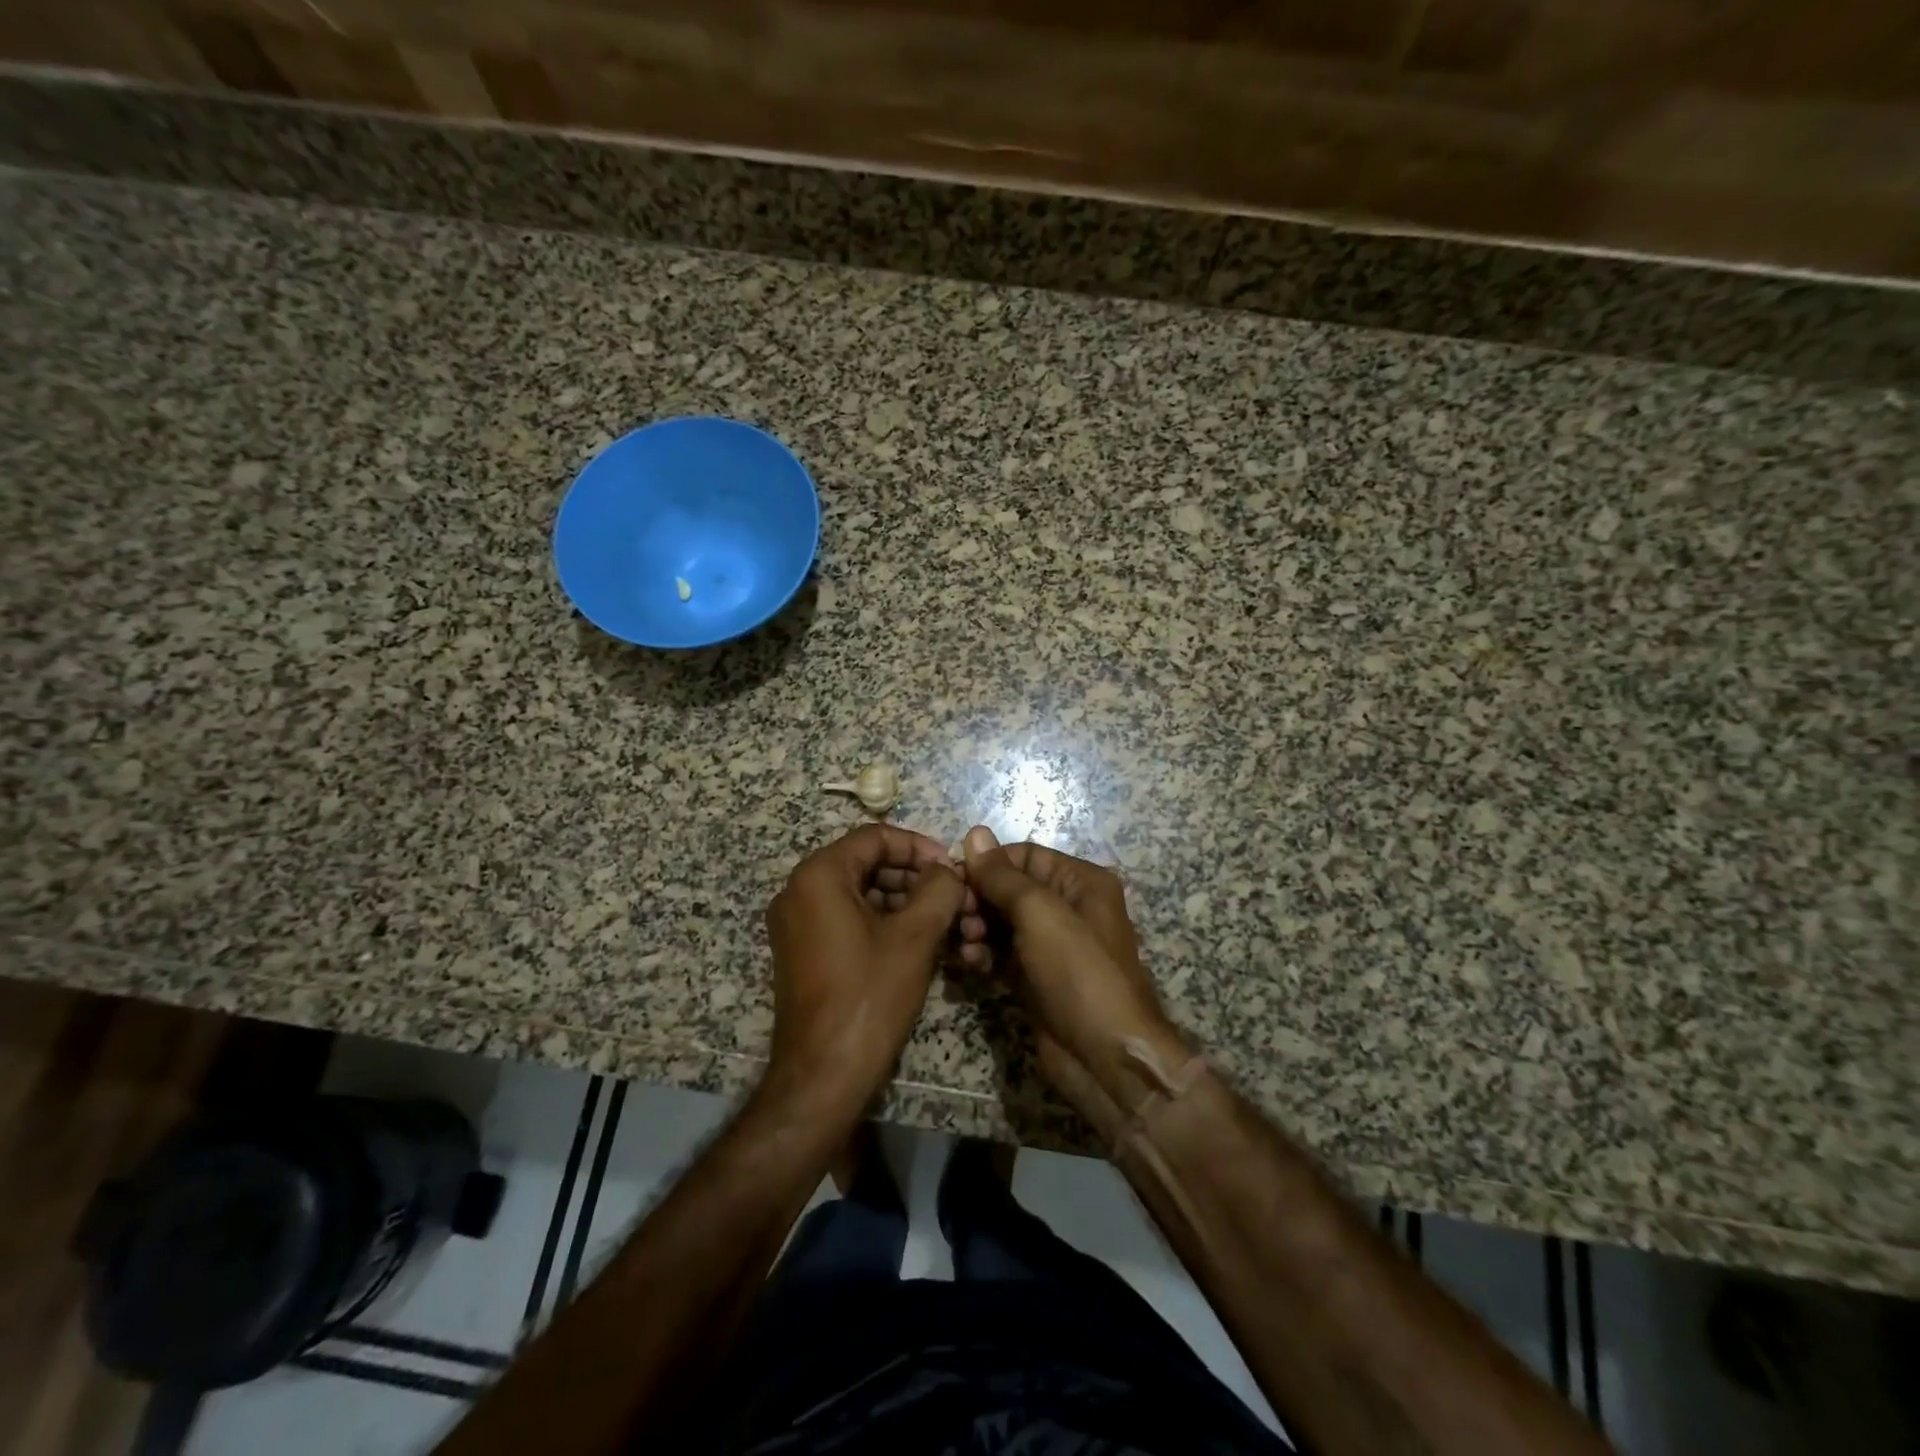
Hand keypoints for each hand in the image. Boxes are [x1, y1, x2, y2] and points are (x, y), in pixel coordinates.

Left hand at [765, 825, 965, 1110]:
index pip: (875, 837)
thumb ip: (939, 889)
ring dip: (903, 902)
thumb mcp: (915, 936)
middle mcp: (799, 891)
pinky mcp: (803, 952)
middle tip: (953, 896)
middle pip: (866, 864)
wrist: (824, 1074)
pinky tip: (920, 942)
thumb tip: (948, 870)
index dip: (918, 847)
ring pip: (860, 894)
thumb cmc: (870, 995)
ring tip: (945, 922)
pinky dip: (883, 923)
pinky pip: (847, 920)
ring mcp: (797, 924)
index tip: (951, 867)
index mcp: (818, 876)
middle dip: (914, 877)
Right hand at [959, 826, 1188, 1135]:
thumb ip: (1002, 875)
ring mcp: (1050, 946)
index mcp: (1080, 882)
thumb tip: (974, 833)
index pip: (1024, 856)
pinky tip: (970, 964)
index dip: (987, 864)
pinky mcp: (1034, 978)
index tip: (952, 877)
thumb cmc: (1078, 971)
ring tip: (966, 944)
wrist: (1104, 1057)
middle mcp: (1067, 908)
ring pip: (1000, 922)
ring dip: (976, 928)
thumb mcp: (1040, 913)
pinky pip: (1000, 954)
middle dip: (979, 899)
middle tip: (957, 916)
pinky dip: (983, 955)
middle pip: (1009, 889)